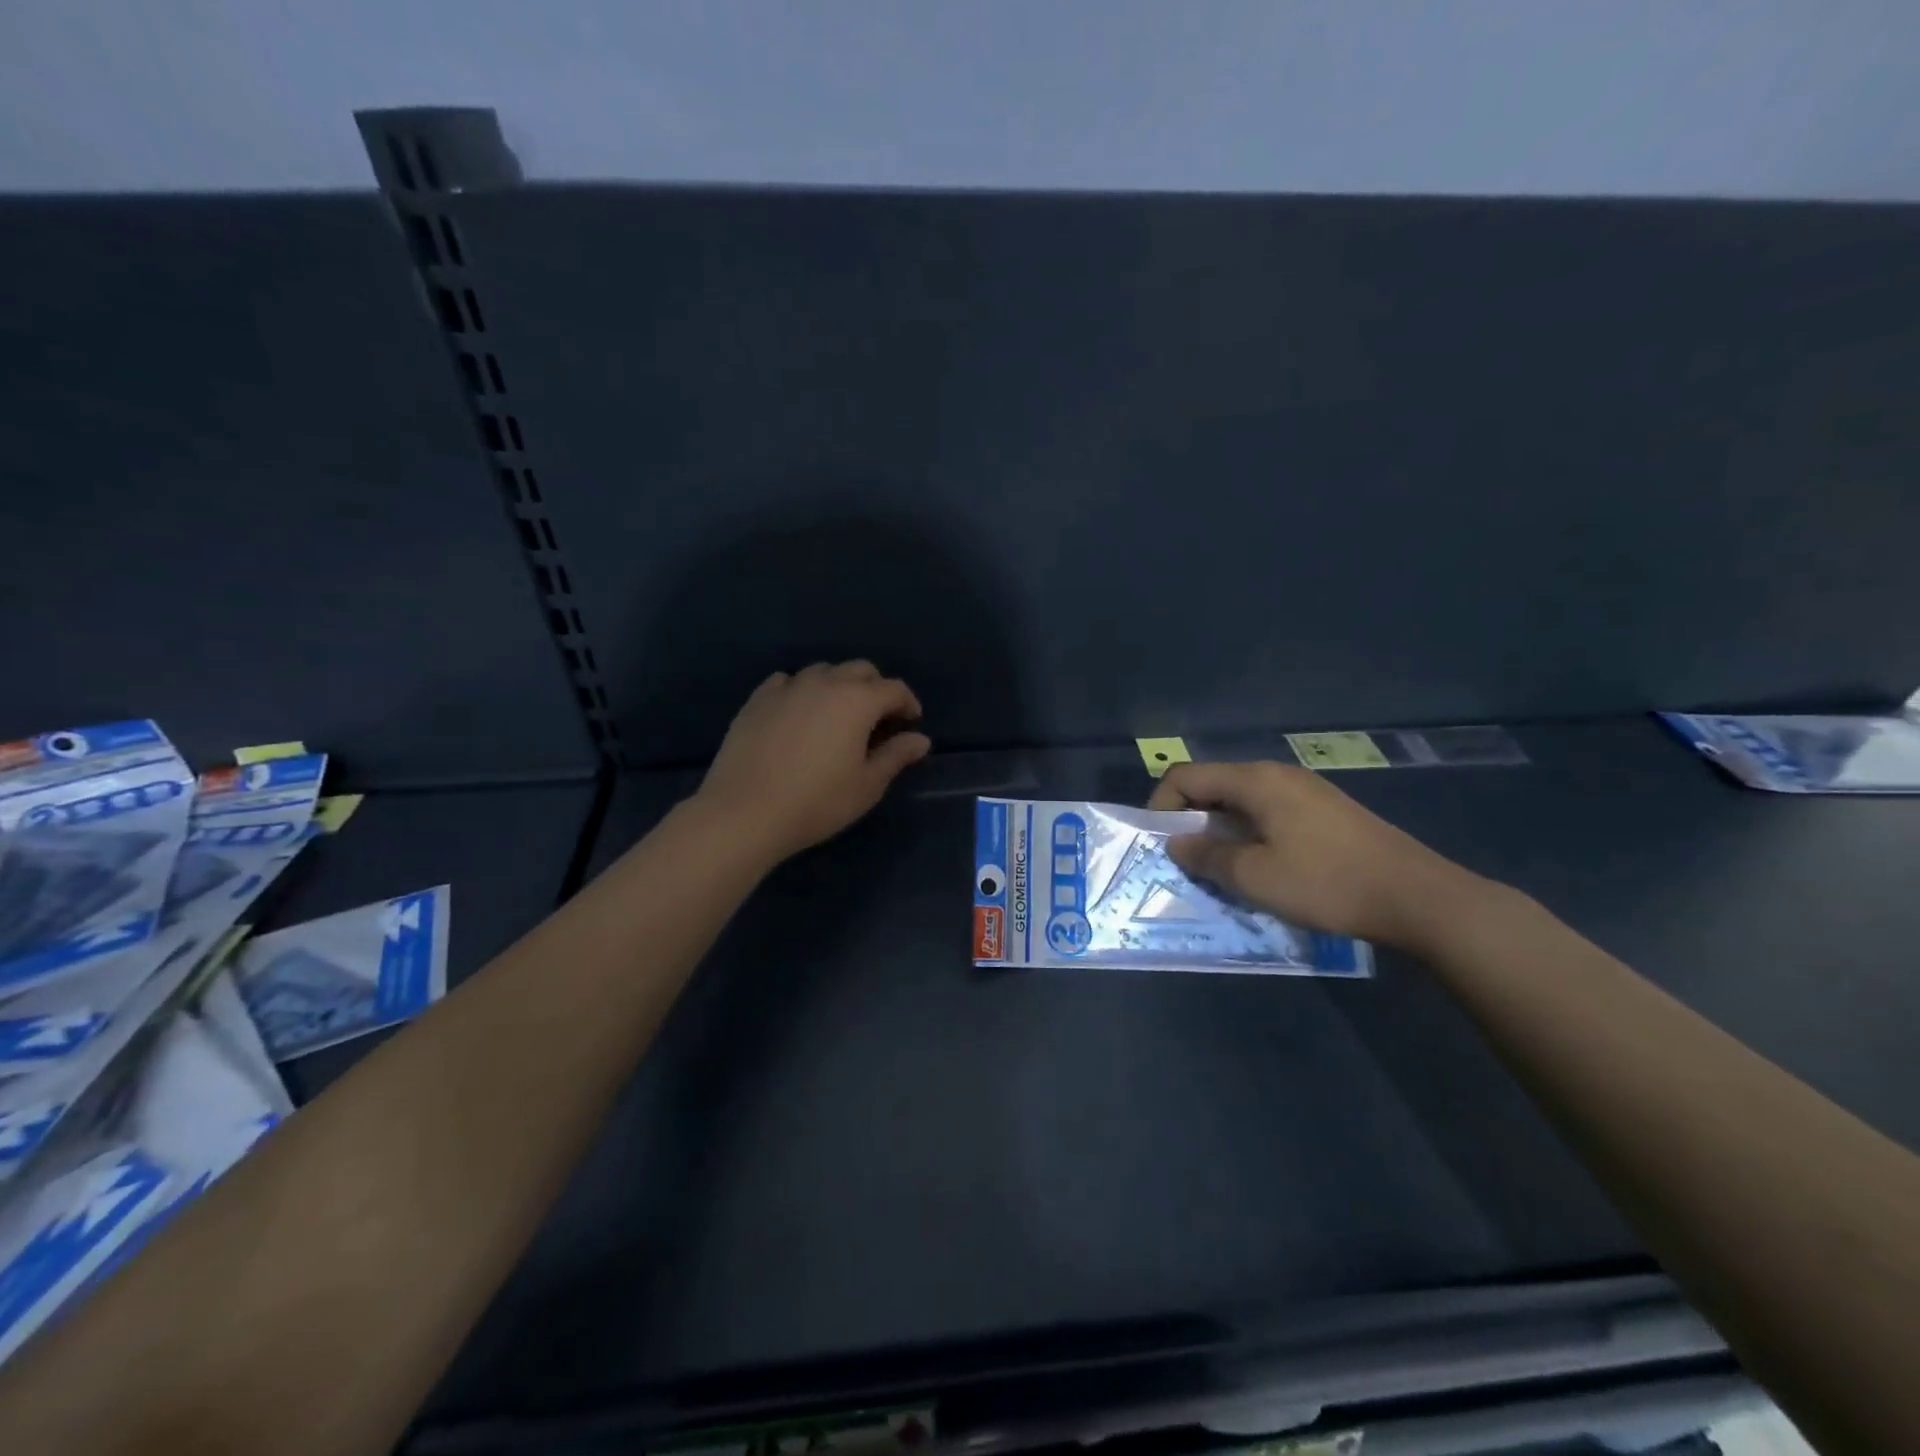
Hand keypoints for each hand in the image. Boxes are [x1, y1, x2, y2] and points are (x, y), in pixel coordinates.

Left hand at [695, 662, 931, 863]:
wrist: (746, 812)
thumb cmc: (818, 802)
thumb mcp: (867, 785)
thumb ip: (896, 756)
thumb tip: (920, 739)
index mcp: (857, 701)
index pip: (893, 689)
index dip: (908, 703)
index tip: (912, 723)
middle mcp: (824, 683)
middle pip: (859, 670)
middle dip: (876, 688)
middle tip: (879, 718)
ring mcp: (787, 688)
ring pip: (822, 671)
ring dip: (838, 685)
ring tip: (838, 714)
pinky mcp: (757, 700)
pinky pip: (786, 682)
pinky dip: (801, 690)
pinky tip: (799, 712)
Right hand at [1147, 761, 1476, 947]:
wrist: (1418, 897)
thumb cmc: (1327, 884)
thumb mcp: (1255, 877)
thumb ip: (1207, 857)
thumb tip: (1177, 843)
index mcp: (1256, 780)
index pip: (1186, 776)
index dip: (1161, 806)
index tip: (1161, 845)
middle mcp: (1277, 774)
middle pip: (1213, 784)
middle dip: (1189, 819)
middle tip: (1186, 861)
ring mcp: (1305, 790)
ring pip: (1241, 800)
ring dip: (1220, 830)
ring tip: (1220, 869)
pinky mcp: (1325, 810)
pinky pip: (1268, 812)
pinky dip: (1249, 833)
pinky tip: (1261, 866)